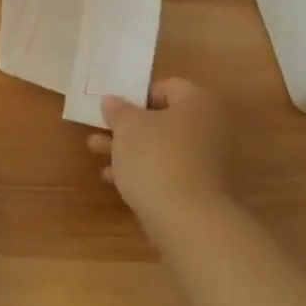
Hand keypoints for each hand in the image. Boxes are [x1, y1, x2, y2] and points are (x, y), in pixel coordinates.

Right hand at [86, 79, 239, 230]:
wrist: (187, 219)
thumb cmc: (156, 157)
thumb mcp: (127, 126)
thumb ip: (117, 110)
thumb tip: (112, 100)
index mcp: (198, 103)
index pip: (167, 86)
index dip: (138, 95)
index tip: (115, 109)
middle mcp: (209, 127)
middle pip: (162, 118)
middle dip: (127, 125)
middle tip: (101, 128)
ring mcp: (207, 160)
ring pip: (161, 145)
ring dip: (129, 147)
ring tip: (96, 151)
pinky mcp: (199, 188)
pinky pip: (166, 169)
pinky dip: (142, 170)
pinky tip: (113, 178)